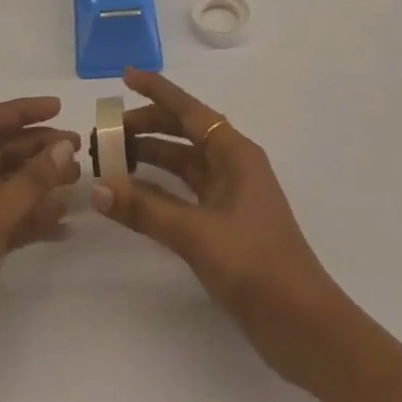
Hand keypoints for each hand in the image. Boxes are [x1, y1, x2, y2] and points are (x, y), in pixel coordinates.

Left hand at [0, 95, 81, 352]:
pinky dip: (32, 218)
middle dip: (37, 150)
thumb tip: (64, 147)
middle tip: (78, 150)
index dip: (21, 112)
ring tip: (78, 182)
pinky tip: (64, 223)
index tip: (58, 109)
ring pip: (6, 187)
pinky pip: (7, 220)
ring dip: (40, 183)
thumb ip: (29, 183)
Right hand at [90, 69, 346, 389]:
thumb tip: (98, 187)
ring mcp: (231, 195)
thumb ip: (146, 210)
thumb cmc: (255, 265)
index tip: (125, 76)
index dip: (156, 90)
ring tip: (113, 160)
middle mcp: (233, 164)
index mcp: (235, 152)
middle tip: (106, 133)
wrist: (303, 326)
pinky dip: (161, 188)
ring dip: (151, 158)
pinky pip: (186, 192)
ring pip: (184, 163)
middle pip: (184, 133)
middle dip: (147, 127)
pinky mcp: (227, 224)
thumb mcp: (196, 234)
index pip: (188, 109)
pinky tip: (137, 194)